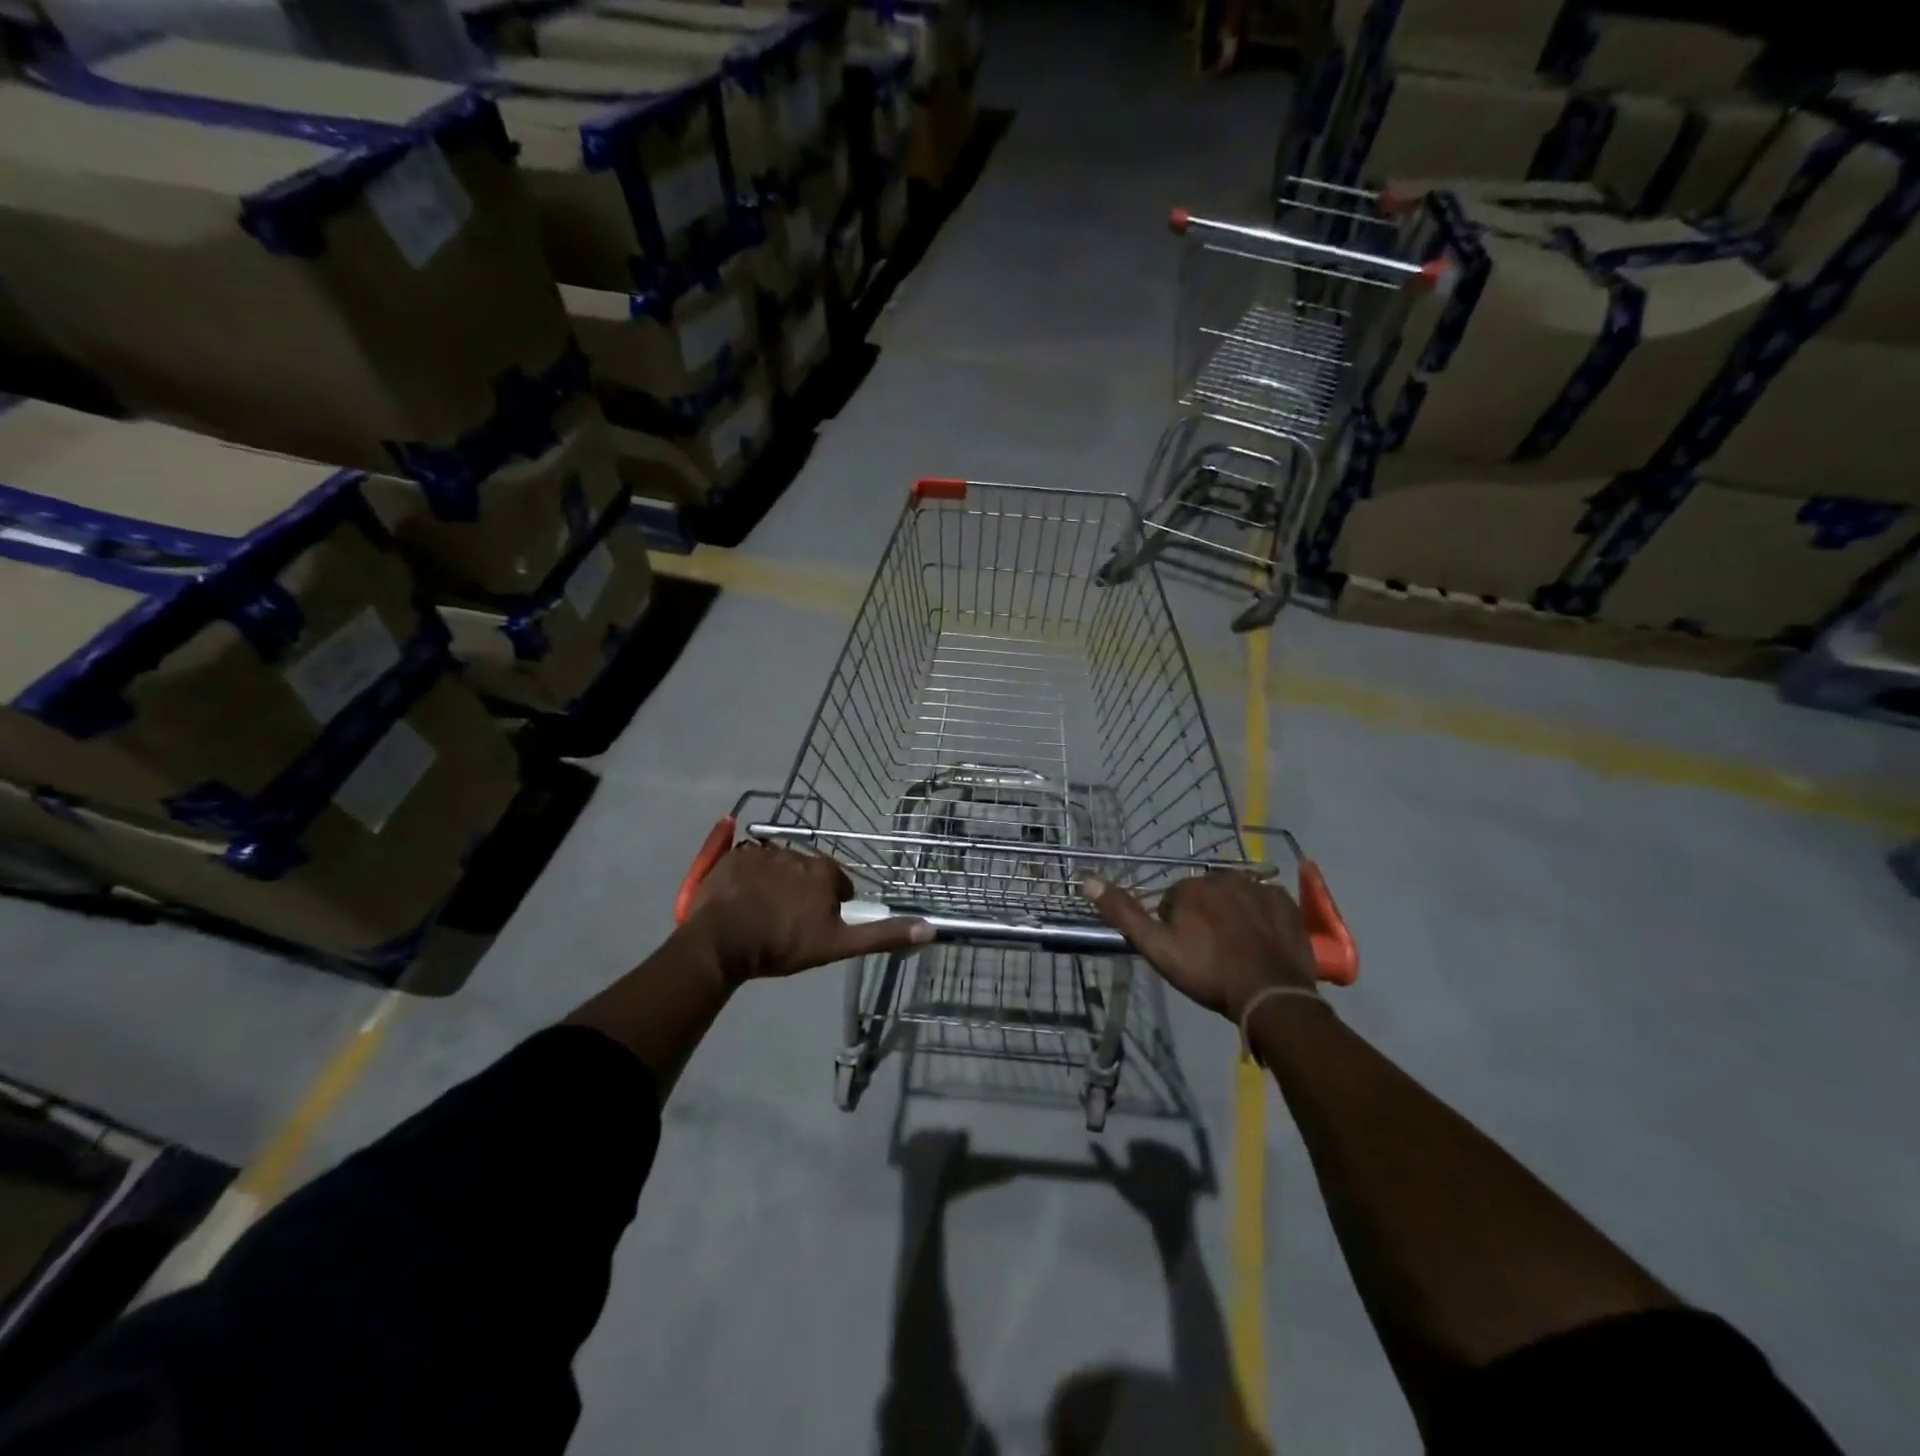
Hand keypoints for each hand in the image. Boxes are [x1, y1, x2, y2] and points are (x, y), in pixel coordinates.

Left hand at [682, 841, 930, 984]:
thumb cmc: (782, 945)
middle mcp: (796, 853)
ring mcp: (761, 852)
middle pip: (807, 873)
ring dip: (775, 885)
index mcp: (823, 872)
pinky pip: (747, 863)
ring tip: (761, 914)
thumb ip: (881, 934)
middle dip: (802, 893)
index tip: (815, 927)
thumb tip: (929, 928)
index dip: (830, 906)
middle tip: (787, 924)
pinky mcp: (732, 856)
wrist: (721, 944)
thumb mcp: (837, 945)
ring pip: (778, 867)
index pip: (837, 884)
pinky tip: (740, 901)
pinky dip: (748, 878)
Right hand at [1083, 871, 1319, 1021]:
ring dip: (1232, 914)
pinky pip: (1266, 902)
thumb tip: (1088, 879)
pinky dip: (1261, 916)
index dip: (1175, 927)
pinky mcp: (1285, 902)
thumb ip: (1123, 913)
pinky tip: (1261, 941)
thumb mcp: (1156, 948)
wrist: (1269, 994)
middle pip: (1205, 895)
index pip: (1173, 900)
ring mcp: (1258, 887)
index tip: (1185, 952)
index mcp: (1190, 887)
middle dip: (1204, 916)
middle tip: (1210, 952)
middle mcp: (1223, 876)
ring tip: (1237, 949)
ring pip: (1235, 896)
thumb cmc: (1208, 972)